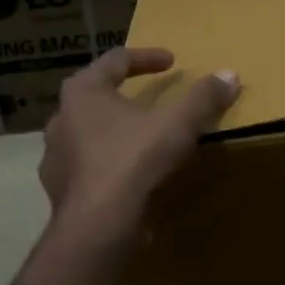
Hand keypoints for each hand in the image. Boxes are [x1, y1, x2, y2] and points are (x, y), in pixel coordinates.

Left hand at [39, 47, 239, 234]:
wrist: (98, 226)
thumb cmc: (134, 160)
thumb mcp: (178, 123)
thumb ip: (204, 97)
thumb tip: (229, 75)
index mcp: (83, 92)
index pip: (115, 60)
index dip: (147, 58)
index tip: (171, 62)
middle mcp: (61, 118)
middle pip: (95, 95)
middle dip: (124, 94)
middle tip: (150, 97)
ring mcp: (55, 156)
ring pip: (87, 133)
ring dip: (113, 130)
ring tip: (139, 138)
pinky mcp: (59, 190)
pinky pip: (86, 167)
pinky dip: (107, 164)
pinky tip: (127, 175)